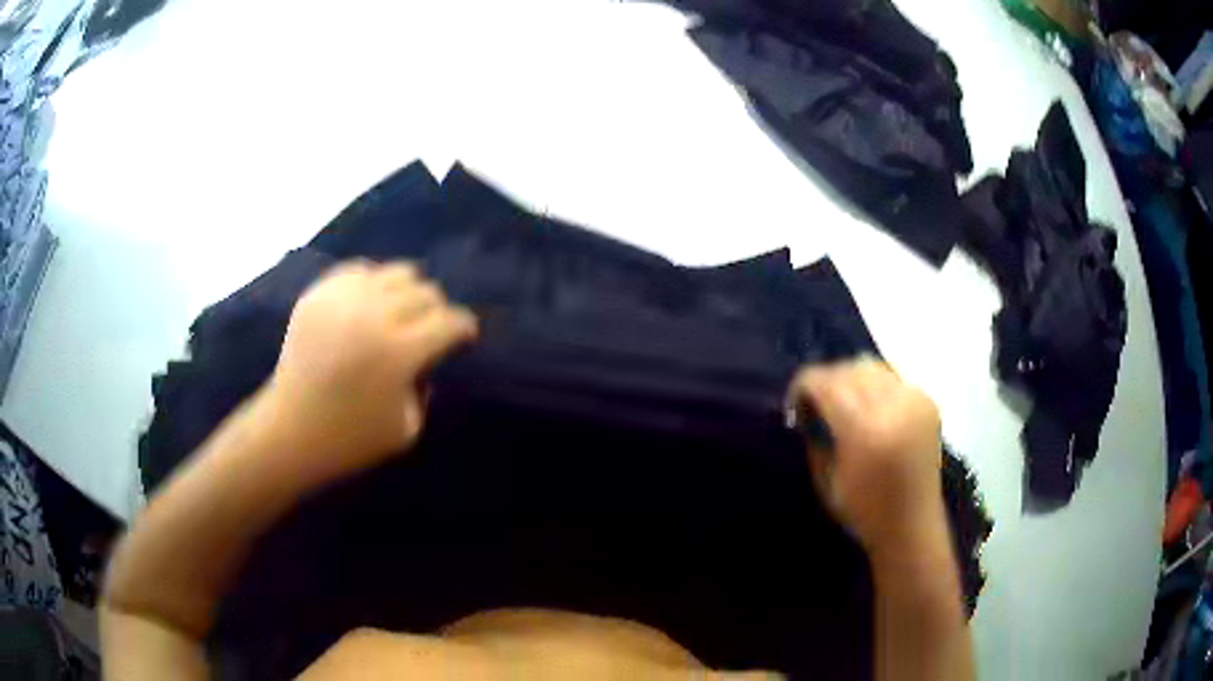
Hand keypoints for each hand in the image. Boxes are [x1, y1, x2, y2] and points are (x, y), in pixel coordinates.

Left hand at [260, 261, 477, 485]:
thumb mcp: (407, 429)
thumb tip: (428, 358)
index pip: (449, 322)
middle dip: (437, 310)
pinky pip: (358, 271)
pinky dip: (372, 283)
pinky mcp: (319, 294)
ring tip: (401, 310)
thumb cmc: (350, 439)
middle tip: (432, 327)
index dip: (464, 327)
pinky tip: (369, 302)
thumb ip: (426, 387)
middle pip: (426, 292)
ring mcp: (343, 300)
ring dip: (408, 291)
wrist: (289, 430)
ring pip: (396, 272)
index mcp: (399, 353)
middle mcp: (374, 315)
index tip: (464, 334)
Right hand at [790, 358, 944, 563]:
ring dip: (851, 378)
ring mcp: (914, 401)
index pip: (826, 383)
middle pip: (849, 368)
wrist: (912, 526)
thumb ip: (815, 435)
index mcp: (864, 431)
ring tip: (842, 400)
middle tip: (816, 402)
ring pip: (872, 366)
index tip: (794, 401)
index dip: (803, 385)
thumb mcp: (825, 479)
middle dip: (827, 380)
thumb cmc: (863, 512)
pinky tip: (869, 405)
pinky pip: (893, 378)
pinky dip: (875, 385)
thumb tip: (805, 407)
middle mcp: (893, 407)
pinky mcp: (927, 402)